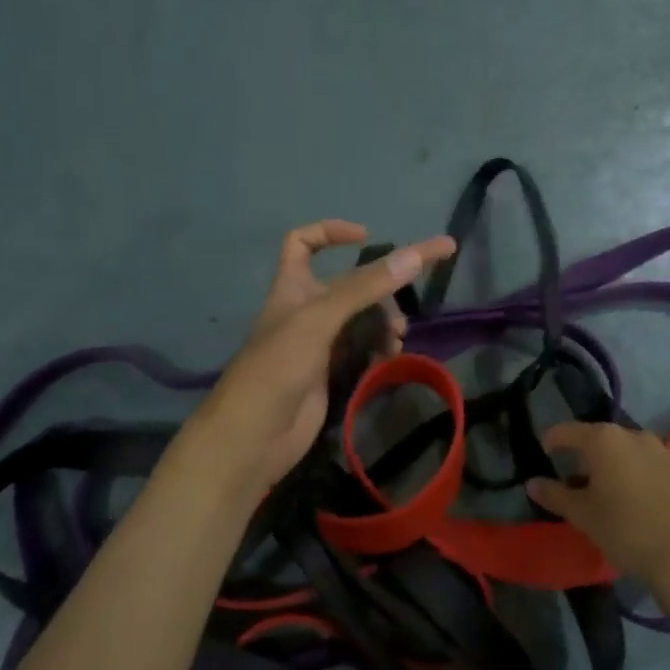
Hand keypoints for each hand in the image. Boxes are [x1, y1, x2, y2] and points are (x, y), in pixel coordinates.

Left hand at [178, 220, 456, 505]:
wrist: (254, 437)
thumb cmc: (278, 367)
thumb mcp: (320, 319)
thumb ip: (366, 287)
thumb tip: (415, 255)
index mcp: (293, 287)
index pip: (303, 243)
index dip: (331, 232)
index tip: (368, 237)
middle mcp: (306, 310)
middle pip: (350, 285)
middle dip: (381, 291)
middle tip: (406, 309)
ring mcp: (319, 344)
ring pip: (361, 319)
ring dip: (384, 322)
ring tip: (398, 339)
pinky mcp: (331, 374)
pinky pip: (363, 349)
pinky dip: (379, 348)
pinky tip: (390, 358)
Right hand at [527, 423, 669, 586]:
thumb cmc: (626, 530)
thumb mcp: (582, 515)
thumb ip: (555, 494)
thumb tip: (532, 482)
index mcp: (605, 440)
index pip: (569, 431)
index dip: (553, 439)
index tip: (544, 450)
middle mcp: (636, 435)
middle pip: (602, 439)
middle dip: (588, 456)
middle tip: (578, 481)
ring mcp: (665, 451)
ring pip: (630, 452)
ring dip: (617, 465)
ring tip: (611, 492)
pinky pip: (654, 466)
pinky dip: (641, 475)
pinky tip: (641, 501)